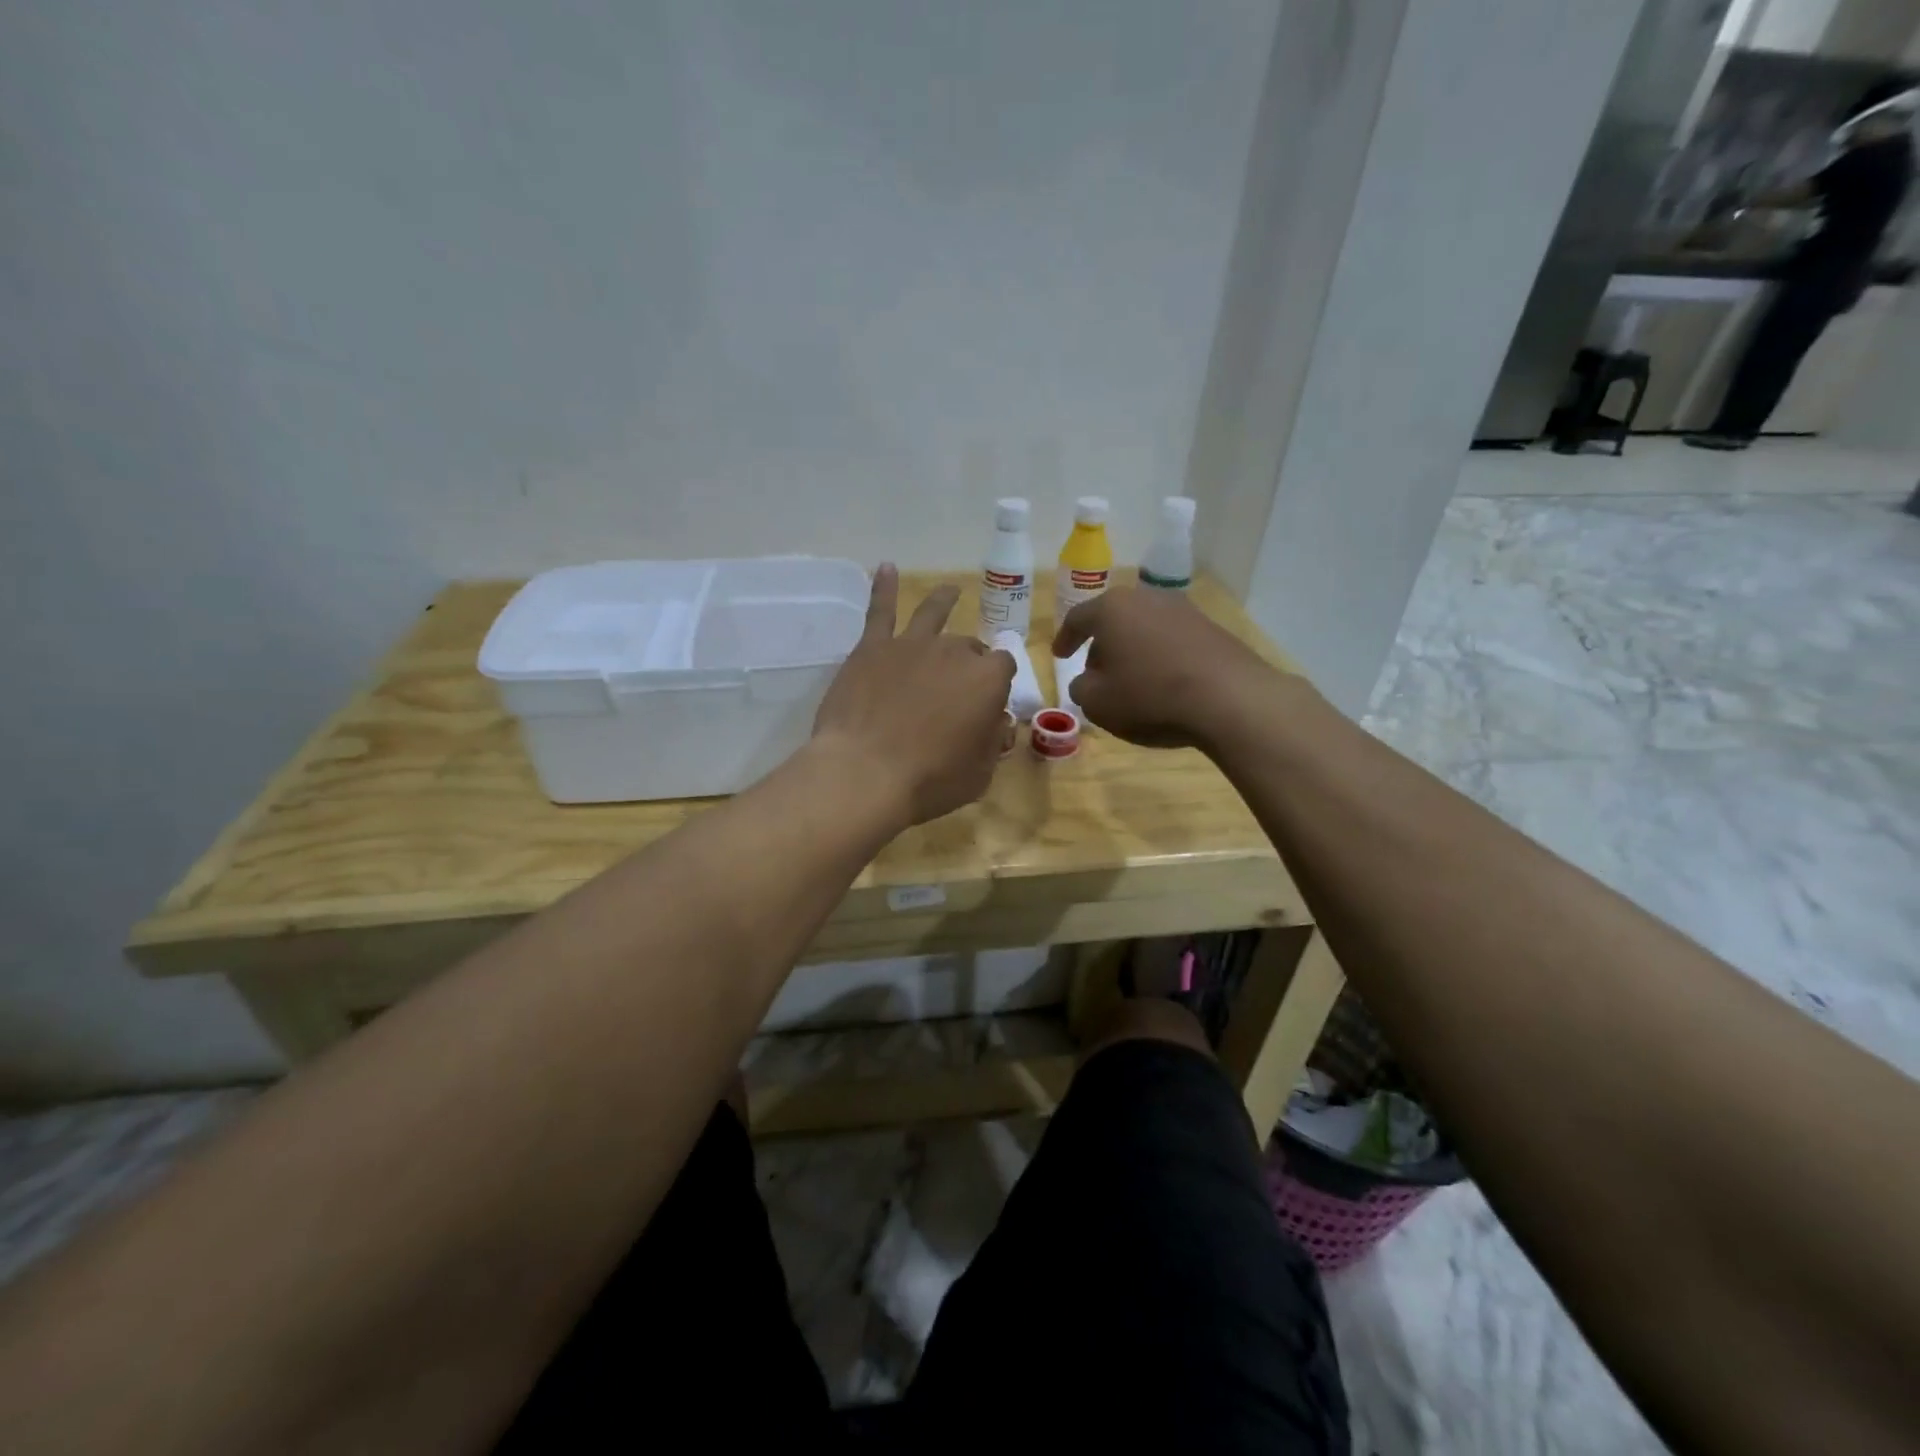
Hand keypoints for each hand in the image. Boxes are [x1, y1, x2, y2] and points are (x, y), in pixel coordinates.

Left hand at [813, 565, 1015, 825]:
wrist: (864, 773)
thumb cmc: (929, 780)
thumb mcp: (979, 773)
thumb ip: (992, 743)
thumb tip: (998, 723)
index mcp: (987, 680)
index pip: (1002, 669)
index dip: (996, 685)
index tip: (987, 704)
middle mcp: (953, 652)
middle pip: (967, 647)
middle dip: (969, 661)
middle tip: (957, 687)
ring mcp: (911, 645)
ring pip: (932, 614)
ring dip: (943, 601)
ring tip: (950, 591)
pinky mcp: (872, 648)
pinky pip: (879, 610)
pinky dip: (882, 587)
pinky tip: (884, 567)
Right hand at [1051, 587, 1275, 749]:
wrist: (1229, 698)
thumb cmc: (1150, 696)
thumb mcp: (1098, 703)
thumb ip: (1082, 688)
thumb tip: (1088, 681)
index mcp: (1111, 609)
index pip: (1078, 618)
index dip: (1065, 638)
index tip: (1059, 655)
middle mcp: (1146, 598)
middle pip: (1114, 619)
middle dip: (1102, 645)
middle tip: (1096, 672)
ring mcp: (1183, 609)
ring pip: (1144, 627)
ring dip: (1133, 650)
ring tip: (1132, 679)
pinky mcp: (1211, 628)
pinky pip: (1172, 639)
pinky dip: (1160, 656)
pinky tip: (1163, 682)